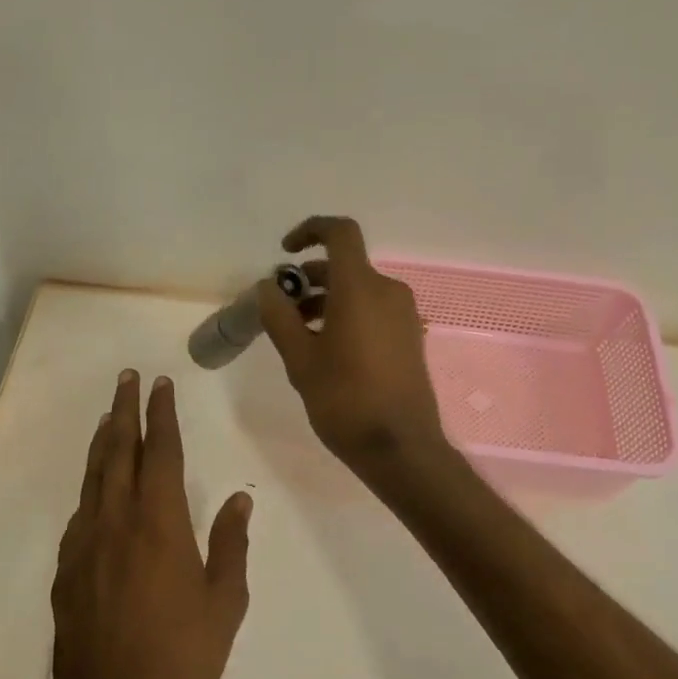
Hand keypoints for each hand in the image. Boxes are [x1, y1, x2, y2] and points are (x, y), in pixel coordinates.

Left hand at [50, 370, 251, 678]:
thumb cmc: (182, 658)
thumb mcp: (224, 603)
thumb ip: (230, 545)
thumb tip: (238, 499)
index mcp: (159, 524)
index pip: (161, 453)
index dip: (161, 414)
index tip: (160, 384)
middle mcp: (116, 523)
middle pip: (118, 452)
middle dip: (124, 411)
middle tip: (126, 379)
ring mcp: (84, 547)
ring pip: (92, 479)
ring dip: (102, 442)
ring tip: (108, 417)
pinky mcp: (65, 573)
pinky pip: (79, 515)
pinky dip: (89, 489)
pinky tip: (95, 489)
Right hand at [257, 215, 448, 477]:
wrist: (400, 447)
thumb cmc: (345, 400)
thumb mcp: (300, 360)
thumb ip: (279, 317)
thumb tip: (267, 287)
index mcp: (360, 288)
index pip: (339, 233)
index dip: (310, 231)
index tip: (285, 252)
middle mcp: (388, 291)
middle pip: (345, 265)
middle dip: (309, 279)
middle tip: (281, 310)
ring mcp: (404, 315)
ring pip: (358, 290)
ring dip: (326, 300)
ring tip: (298, 335)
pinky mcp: (410, 337)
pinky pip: (374, 310)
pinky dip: (347, 315)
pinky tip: (328, 351)